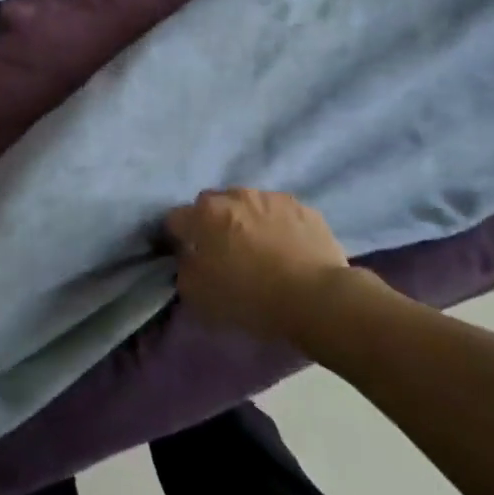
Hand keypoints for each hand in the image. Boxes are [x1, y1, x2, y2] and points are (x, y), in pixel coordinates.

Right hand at [167, 188, 358, 342]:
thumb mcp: (200, 296)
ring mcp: (270, 197)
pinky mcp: (303, 207)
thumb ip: (184, 270)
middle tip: (224, 252)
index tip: (186, 256)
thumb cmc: (251, 298)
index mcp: (204, 214)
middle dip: (212, 223)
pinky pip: (280, 213)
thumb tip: (187, 257)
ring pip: (248, 204)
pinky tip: (288, 249)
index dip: (177, 238)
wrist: (318, 298)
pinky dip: (277, 226)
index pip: (175, 219)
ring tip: (260, 249)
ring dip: (246, 220)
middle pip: (212, 205)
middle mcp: (234, 196)